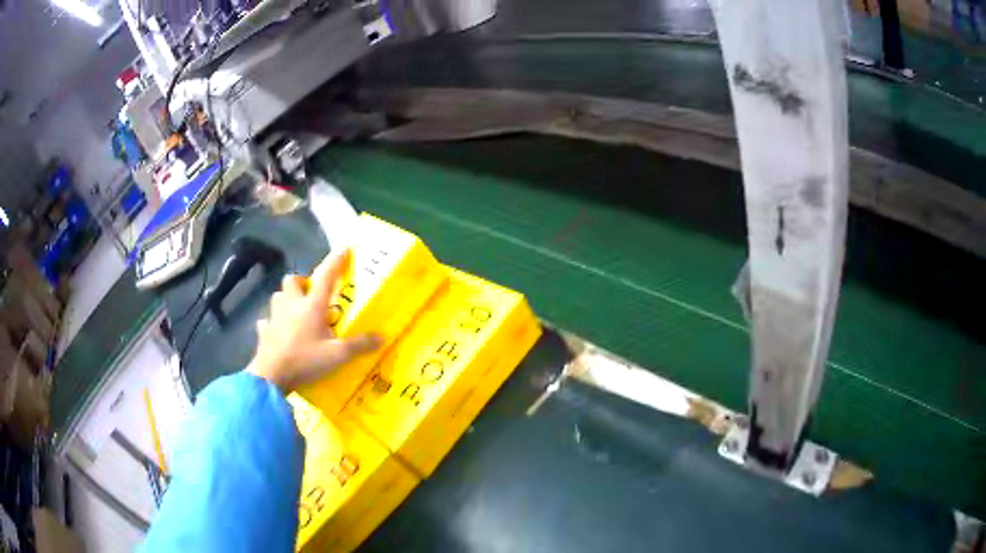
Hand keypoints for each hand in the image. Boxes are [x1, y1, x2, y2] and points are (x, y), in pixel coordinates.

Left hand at [247, 249, 380, 393]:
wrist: (271, 376)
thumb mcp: (337, 355)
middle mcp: (291, 305)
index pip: (326, 277)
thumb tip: (381, 337)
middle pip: (292, 280)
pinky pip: (267, 321)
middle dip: (301, 282)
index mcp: (311, 306)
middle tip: (311, 294)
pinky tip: (278, 332)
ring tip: (295, 312)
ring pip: (277, 297)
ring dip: (286, 299)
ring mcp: (274, 317)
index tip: (344, 248)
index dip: (335, 261)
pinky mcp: (264, 332)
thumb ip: (359, 345)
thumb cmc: (305, 360)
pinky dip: (273, 323)